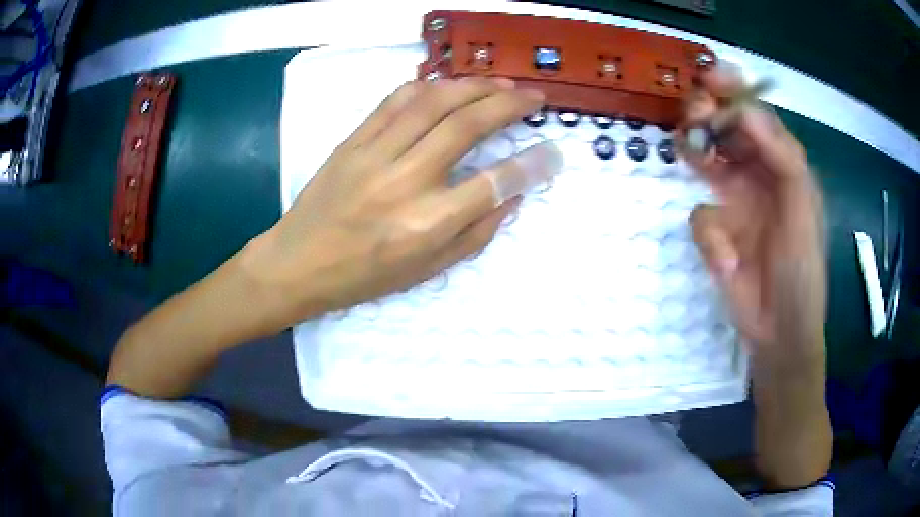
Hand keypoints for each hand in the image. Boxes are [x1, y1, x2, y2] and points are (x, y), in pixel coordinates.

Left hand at [244, 78, 560, 323]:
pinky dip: (428, 86)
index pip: (493, 182)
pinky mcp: (352, 141)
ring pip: (432, 103)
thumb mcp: (426, 271)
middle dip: (509, 104)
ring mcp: (374, 155)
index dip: (531, 164)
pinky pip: (395, 101)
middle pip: (466, 127)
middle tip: (534, 97)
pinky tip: (449, 84)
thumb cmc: (363, 277)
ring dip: (473, 86)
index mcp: (426, 224)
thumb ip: (475, 234)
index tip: (553, 151)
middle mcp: (404, 182)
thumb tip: (512, 197)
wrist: (297, 263)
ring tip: (501, 83)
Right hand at [682, 69, 825, 363]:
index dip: (733, 93)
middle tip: (696, 115)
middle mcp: (757, 174)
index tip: (710, 80)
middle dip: (707, 114)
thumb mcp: (804, 209)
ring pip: (705, 157)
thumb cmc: (802, 272)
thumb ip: (784, 158)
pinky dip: (708, 232)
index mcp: (783, 166)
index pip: (756, 115)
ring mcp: (733, 201)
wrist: (780, 332)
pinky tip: (725, 254)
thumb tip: (746, 112)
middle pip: (724, 128)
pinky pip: (700, 216)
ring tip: (692, 151)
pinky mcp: (715, 233)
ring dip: (695, 148)